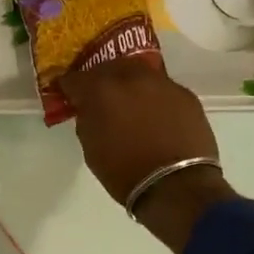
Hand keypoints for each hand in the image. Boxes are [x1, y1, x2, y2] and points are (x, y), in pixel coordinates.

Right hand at [63, 60, 238, 253]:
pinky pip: (161, 88)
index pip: (74, 78)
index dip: (68, 87)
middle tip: (99, 95)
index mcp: (100, 91)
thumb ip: (87, 120)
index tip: (67, 95)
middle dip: (100, 79)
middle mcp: (130, 77)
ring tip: (128, 101)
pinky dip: (153, 96)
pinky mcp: (185, 94)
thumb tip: (89, 109)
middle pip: (108, 66)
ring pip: (138, 72)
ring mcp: (161, 83)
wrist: (177, 186)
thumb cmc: (125, 173)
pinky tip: (154, 114)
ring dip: (129, 83)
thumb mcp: (92, 149)